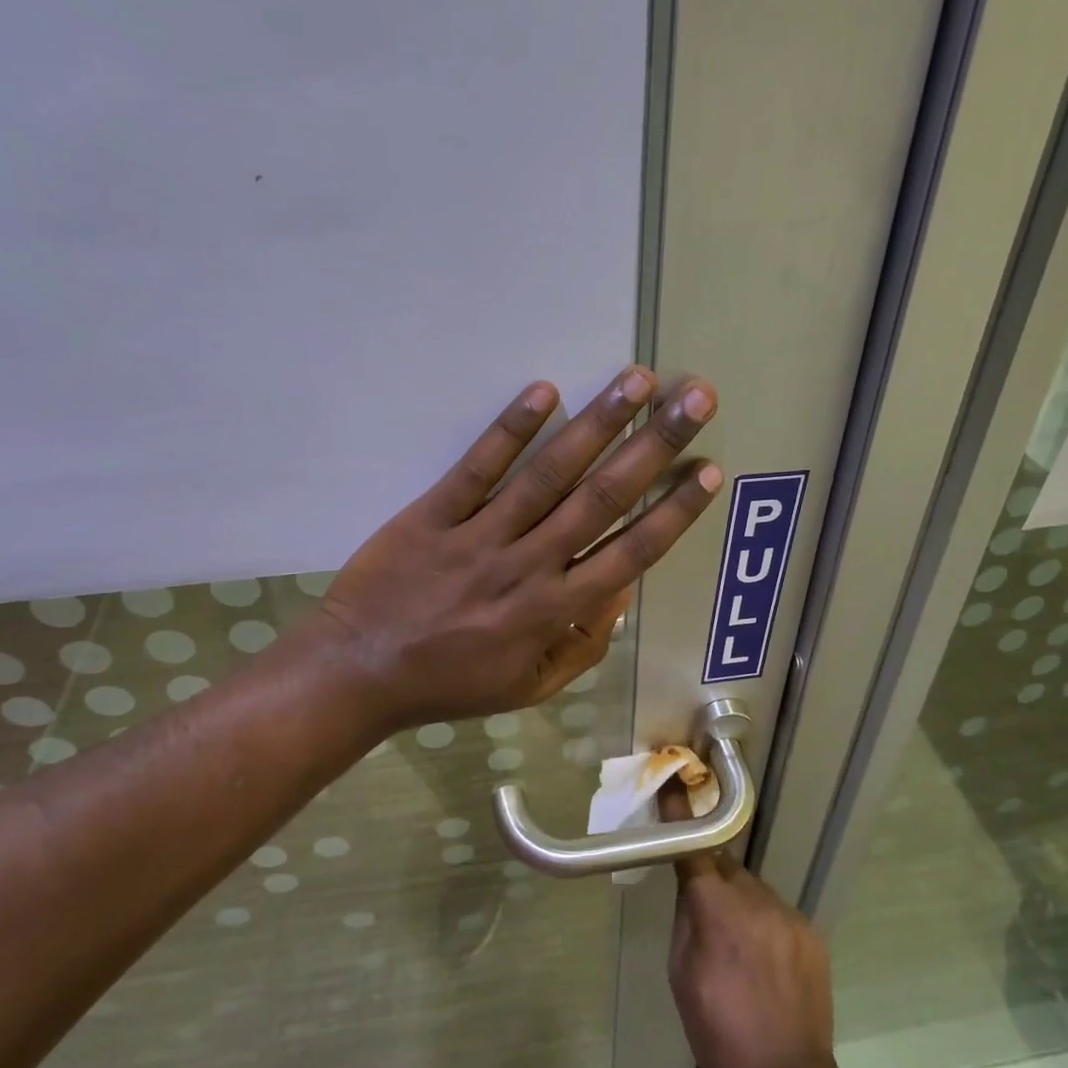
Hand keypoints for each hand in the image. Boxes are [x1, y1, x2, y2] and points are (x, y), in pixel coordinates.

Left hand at [310, 367, 720, 729]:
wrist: (359, 673)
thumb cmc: (449, 683)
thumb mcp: (529, 686)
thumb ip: (582, 645)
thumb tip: (621, 594)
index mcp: (554, 610)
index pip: (630, 552)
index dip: (674, 510)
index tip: (708, 470)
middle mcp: (528, 565)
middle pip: (602, 498)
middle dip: (655, 447)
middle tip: (695, 399)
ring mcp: (480, 536)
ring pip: (549, 475)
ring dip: (598, 424)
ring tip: (637, 381)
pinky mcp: (433, 515)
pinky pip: (476, 469)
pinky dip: (510, 430)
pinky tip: (545, 391)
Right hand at [662, 790, 835, 1067]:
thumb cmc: (718, 1031)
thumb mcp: (681, 974)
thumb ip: (686, 918)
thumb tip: (691, 886)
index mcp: (715, 909)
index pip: (693, 847)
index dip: (681, 815)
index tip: (673, 784)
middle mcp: (754, 898)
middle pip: (725, 866)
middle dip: (711, 876)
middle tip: (703, 906)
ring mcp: (787, 913)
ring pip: (752, 889)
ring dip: (739, 902)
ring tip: (738, 945)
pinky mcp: (809, 930)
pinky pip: (776, 911)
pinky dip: (764, 923)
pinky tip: (764, 960)